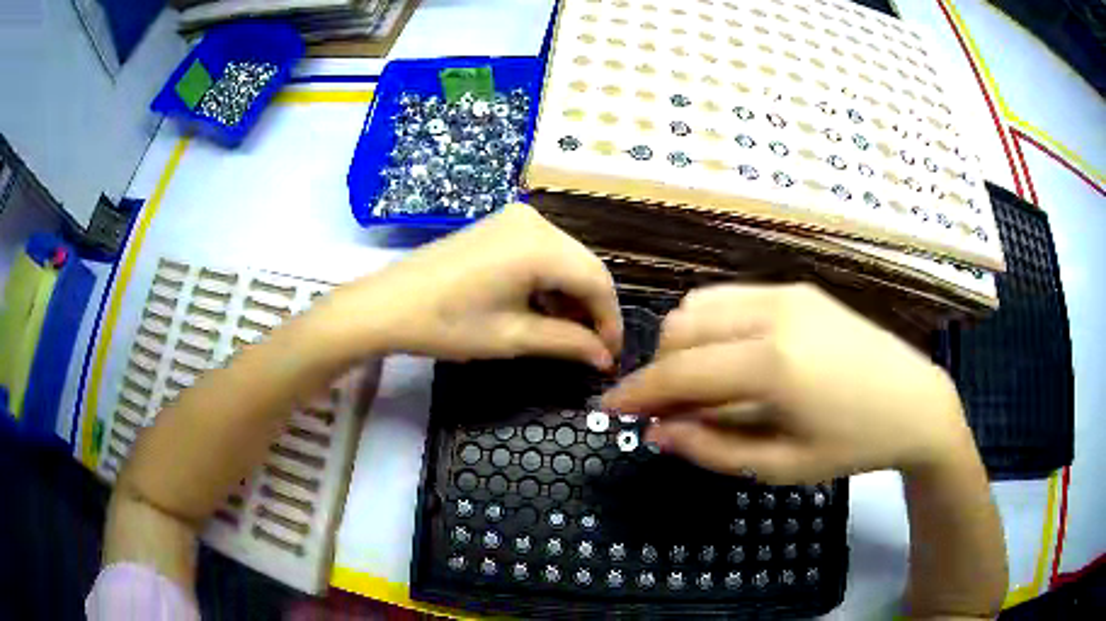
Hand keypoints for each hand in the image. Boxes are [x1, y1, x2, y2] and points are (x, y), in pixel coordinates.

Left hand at [319, 204, 621, 367]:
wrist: (386, 304)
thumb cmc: (448, 324)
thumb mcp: (513, 337)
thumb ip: (568, 343)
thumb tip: (605, 358)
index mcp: (541, 245)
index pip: (598, 282)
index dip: (609, 321)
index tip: (609, 356)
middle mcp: (535, 220)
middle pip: (584, 266)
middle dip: (592, 309)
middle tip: (591, 349)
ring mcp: (515, 218)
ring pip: (565, 259)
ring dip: (571, 296)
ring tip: (568, 335)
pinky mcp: (500, 225)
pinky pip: (542, 252)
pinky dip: (550, 281)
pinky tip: (544, 308)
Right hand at [602, 284, 973, 482]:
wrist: (915, 402)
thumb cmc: (853, 445)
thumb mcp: (781, 465)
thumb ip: (712, 447)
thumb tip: (657, 433)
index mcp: (772, 364)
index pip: (680, 372)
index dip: (637, 393)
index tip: (608, 409)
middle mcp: (773, 313)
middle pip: (682, 327)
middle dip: (660, 369)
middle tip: (665, 410)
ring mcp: (787, 293)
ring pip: (702, 304)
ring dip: (684, 343)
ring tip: (697, 385)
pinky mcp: (799, 289)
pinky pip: (733, 299)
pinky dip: (713, 326)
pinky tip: (731, 359)